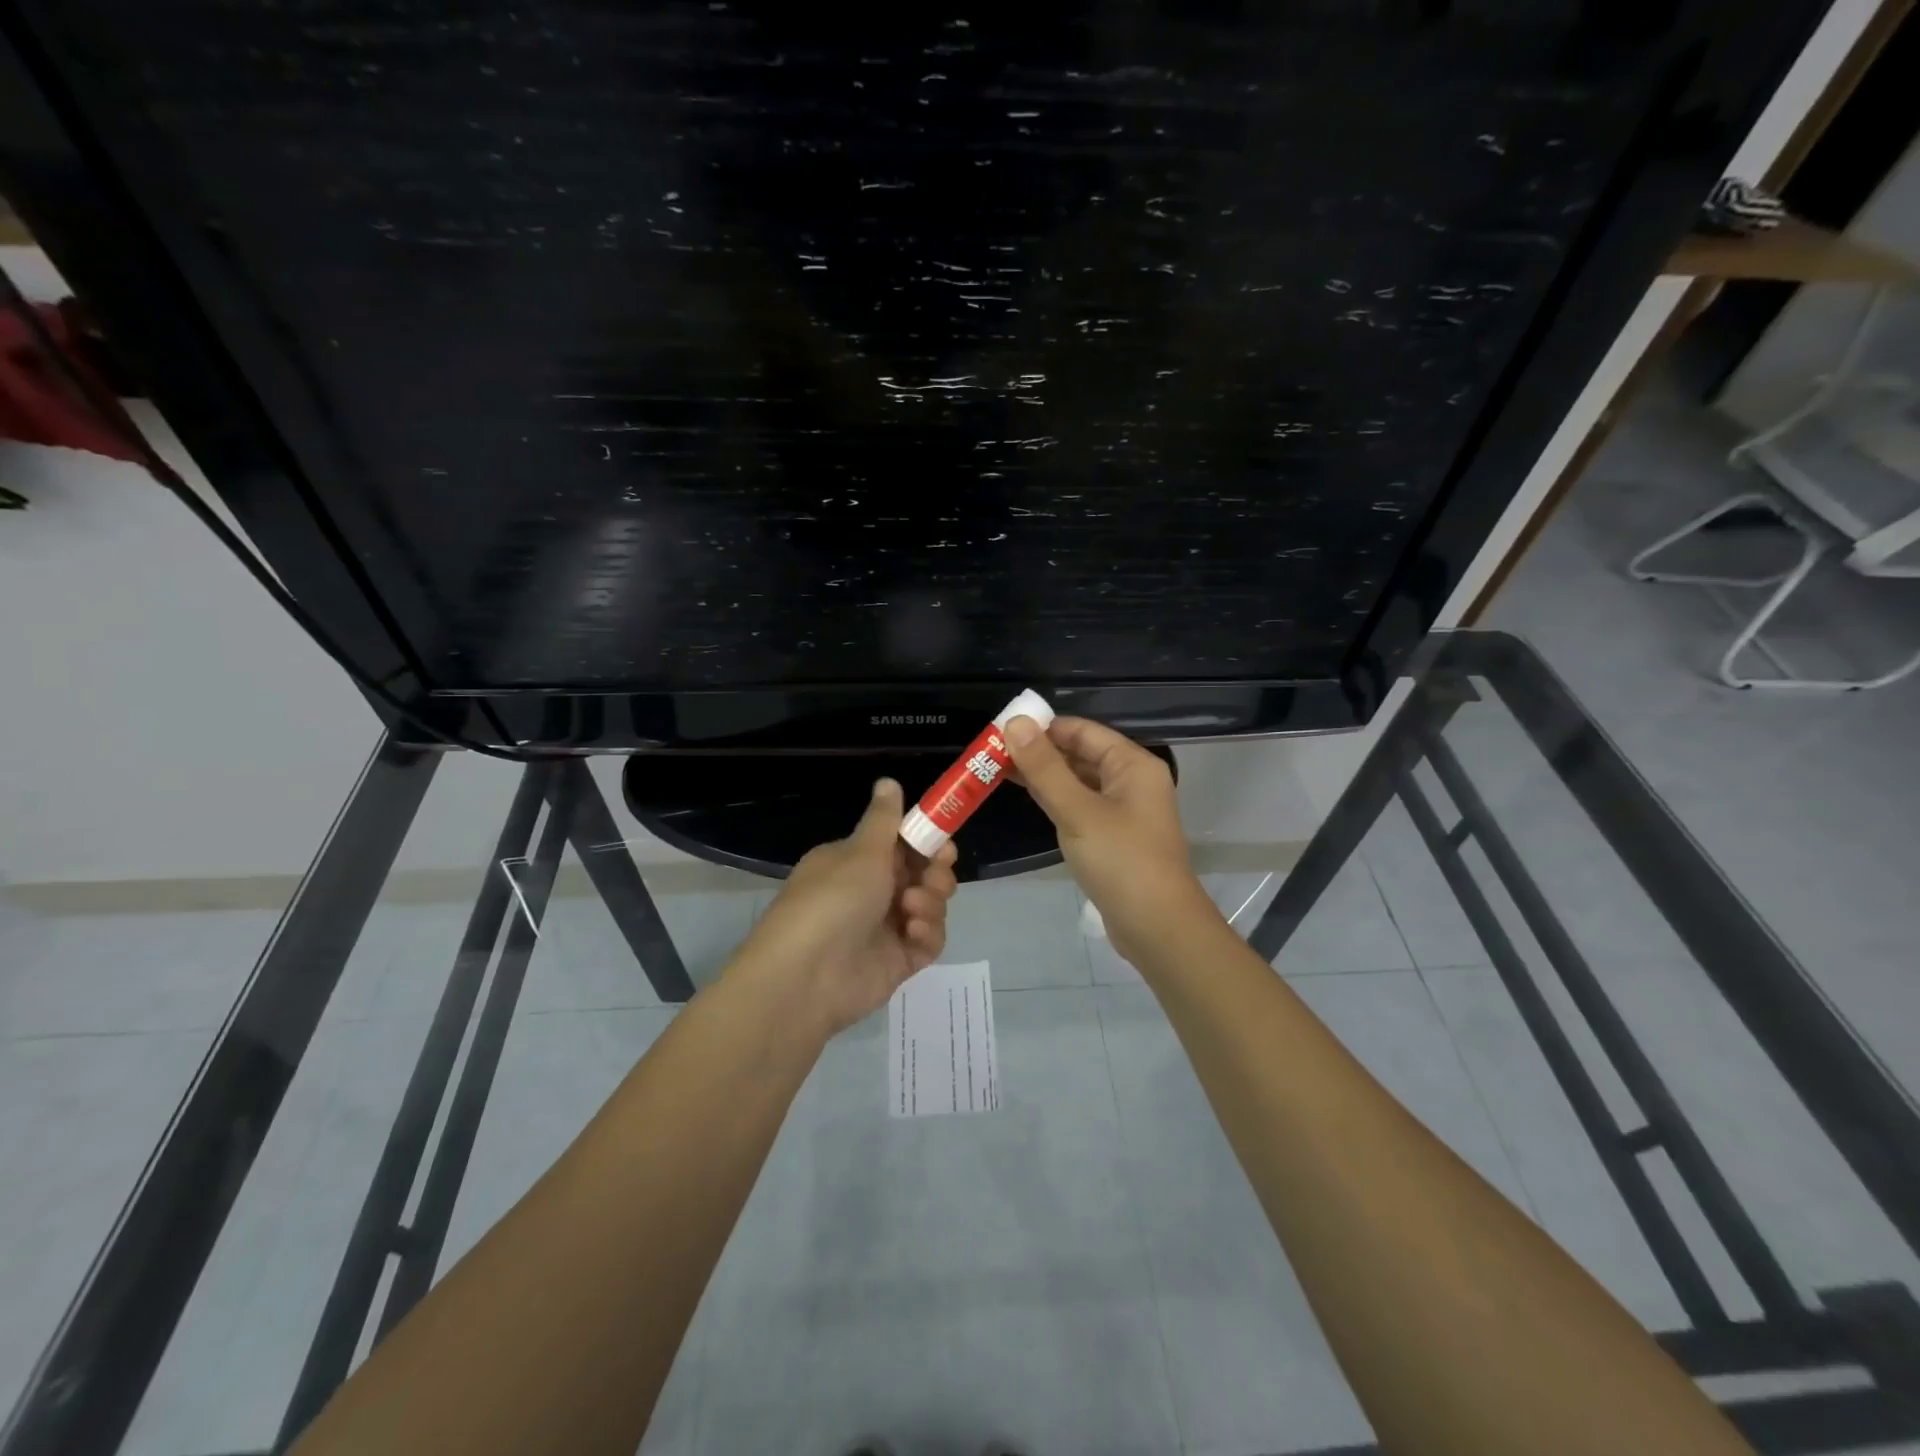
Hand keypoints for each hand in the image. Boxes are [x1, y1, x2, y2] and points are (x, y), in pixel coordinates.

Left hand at [734, 778, 959, 1035]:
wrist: (806, 977)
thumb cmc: (832, 900)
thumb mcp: (861, 851)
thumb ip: (884, 819)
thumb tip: (888, 781)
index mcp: (856, 862)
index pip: (902, 845)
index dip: (926, 841)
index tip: (943, 841)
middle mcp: (871, 892)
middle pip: (922, 874)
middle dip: (935, 871)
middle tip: (933, 873)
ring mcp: (885, 928)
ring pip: (930, 905)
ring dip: (930, 901)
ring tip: (913, 907)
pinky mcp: (898, 961)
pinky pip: (929, 940)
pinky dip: (928, 933)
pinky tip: (912, 933)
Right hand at [1005, 715, 1213, 963]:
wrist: (1157, 928)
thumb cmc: (1121, 861)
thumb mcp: (1078, 811)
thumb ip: (1045, 767)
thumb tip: (1015, 723)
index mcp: (1132, 764)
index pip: (1082, 731)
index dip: (1043, 726)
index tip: (1000, 730)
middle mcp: (1131, 780)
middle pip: (1080, 754)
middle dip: (1039, 751)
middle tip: (991, 751)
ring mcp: (1123, 810)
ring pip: (1078, 781)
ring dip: (1043, 775)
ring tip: (998, 770)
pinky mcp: (1113, 836)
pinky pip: (1080, 805)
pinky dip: (1055, 799)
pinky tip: (1027, 798)